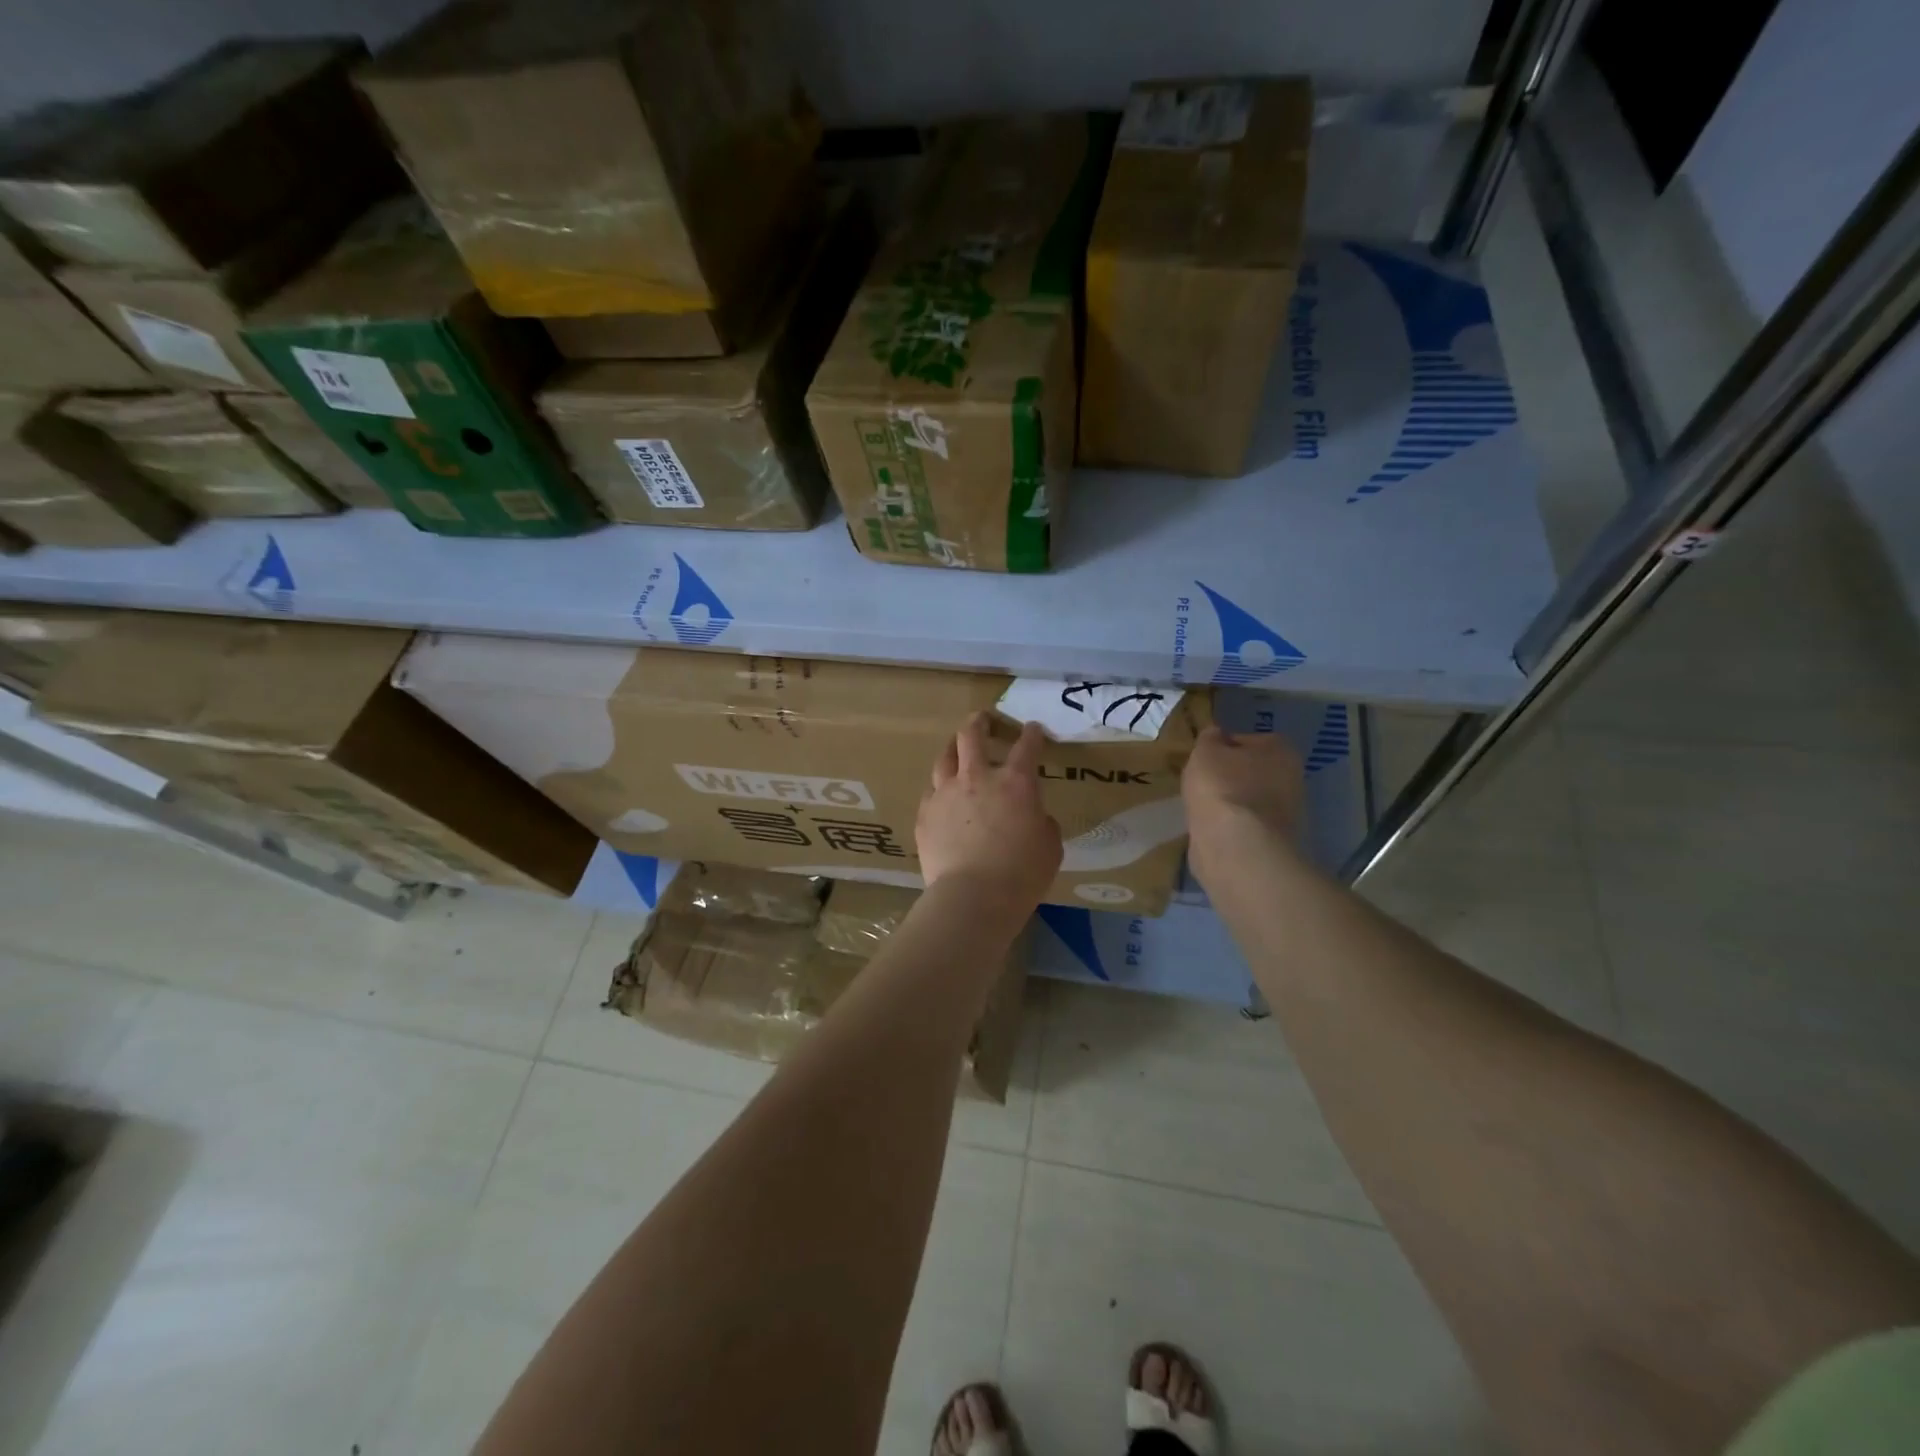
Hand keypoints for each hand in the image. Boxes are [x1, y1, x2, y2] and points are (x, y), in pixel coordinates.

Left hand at [918, 713, 1062, 911]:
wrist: (972, 897)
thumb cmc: (1021, 874)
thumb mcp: (1049, 847)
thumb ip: (1041, 822)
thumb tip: (1032, 817)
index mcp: (1015, 783)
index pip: (1027, 746)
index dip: (1031, 734)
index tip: (1033, 730)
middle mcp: (977, 778)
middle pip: (972, 736)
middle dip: (979, 723)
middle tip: (983, 720)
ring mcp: (946, 793)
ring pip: (944, 758)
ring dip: (953, 748)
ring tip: (955, 747)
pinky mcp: (925, 814)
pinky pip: (931, 791)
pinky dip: (940, 788)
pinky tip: (941, 794)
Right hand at [1182, 725, 1304, 878]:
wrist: (1236, 845)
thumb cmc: (1221, 787)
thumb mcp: (1205, 751)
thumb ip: (1209, 739)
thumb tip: (1215, 735)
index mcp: (1281, 749)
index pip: (1246, 740)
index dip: (1221, 747)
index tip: (1202, 759)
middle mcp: (1292, 778)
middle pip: (1251, 771)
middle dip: (1228, 776)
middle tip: (1200, 783)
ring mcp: (1286, 813)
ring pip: (1248, 799)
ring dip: (1228, 803)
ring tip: (1201, 808)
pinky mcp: (1273, 841)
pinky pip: (1245, 824)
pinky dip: (1230, 826)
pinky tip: (1211, 828)